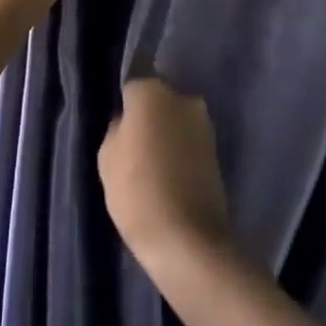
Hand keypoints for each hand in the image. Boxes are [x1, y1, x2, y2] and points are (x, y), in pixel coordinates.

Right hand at [99, 79, 230, 274]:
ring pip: (177, 122)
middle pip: (158, 101)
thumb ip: (117, 130)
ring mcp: (205, 125)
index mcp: (152, 92)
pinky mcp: (218, 152)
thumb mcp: (107, 158)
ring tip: (152, 166)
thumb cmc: (137, 192)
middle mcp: (183, 99)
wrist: (187, 241)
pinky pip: (190, 144)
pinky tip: (169, 177)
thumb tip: (129, 124)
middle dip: (149, 117)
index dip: (125, 105)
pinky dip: (181, 154)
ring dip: (167, 135)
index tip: (120, 126)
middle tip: (134, 146)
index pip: (133, 85)